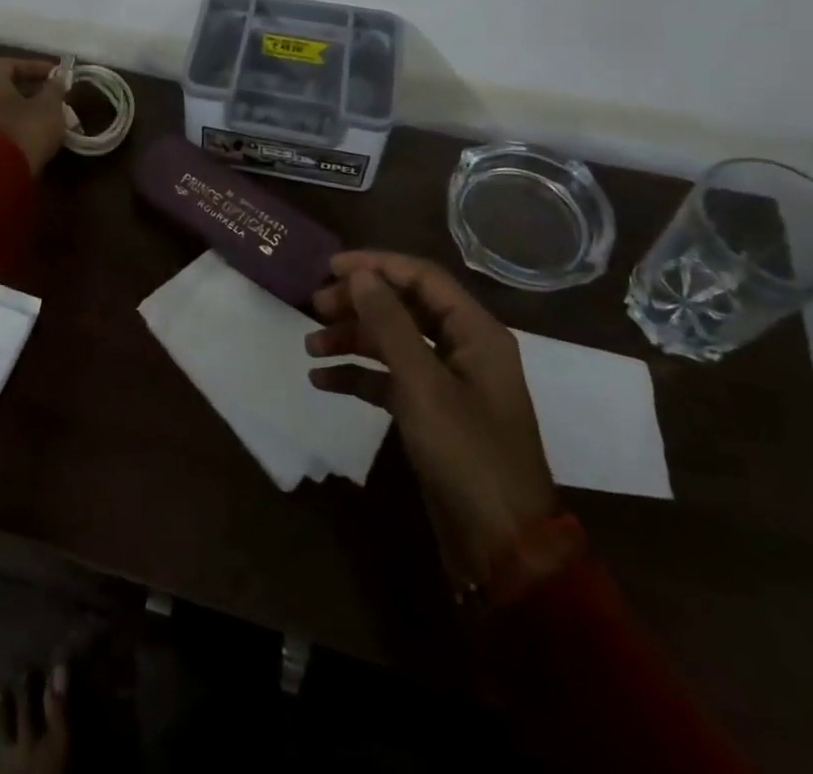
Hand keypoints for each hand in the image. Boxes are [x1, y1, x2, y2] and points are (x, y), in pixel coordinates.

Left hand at [0, 58, 68, 175]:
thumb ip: (54, 90)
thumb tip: (58, 80)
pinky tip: (30, 136)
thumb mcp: (49, 107)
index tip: (56, 75)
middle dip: (27, 90)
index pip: (11, 64)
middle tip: (51, 96)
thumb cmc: (23, 130)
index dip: (36, 68)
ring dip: (19, 111)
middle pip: (1, 87)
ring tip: (44, 118)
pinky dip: (11, 129)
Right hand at [305, 251, 557, 590]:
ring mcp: (447, 381)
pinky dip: (358, 375)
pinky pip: (390, 379)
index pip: (421, 277)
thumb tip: (359, 274)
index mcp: (475, 331)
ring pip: (393, 341)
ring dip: (352, 338)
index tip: (329, 267)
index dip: (375, 265)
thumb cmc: (467, 454)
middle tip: (315, 306)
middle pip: (404, 306)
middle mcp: (463, 347)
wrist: (502, 548)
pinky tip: (322, 381)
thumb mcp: (423, 385)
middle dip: (359, 302)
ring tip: (310, 346)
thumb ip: (390, 324)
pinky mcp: (431, 412)